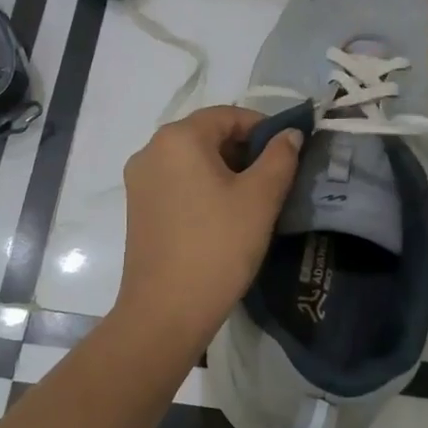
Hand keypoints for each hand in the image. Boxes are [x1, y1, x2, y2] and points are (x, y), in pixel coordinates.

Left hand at [115, 105, 303, 350]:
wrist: (165, 312)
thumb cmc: (218, 247)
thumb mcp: (260, 199)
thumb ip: (280, 157)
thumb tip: (289, 134)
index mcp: (178, 138)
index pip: (228, 115)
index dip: (263, 128)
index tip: (289, 153)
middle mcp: (151, 150)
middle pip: (207, 135)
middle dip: (244, 150)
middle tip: (275, 179)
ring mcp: (140, 181)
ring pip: (192, 160)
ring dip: (225, 170)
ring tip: (254, 200)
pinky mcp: (138, 208)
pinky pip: (177, 182)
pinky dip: (203, 187)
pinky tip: (224, 216)